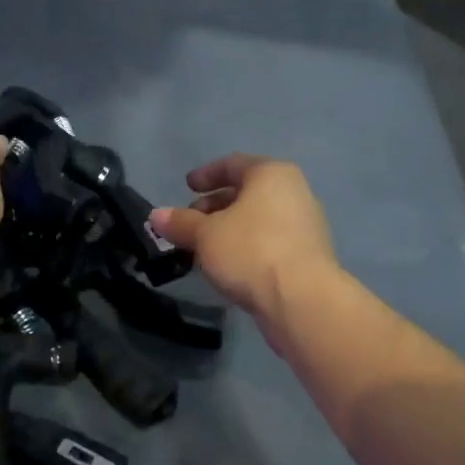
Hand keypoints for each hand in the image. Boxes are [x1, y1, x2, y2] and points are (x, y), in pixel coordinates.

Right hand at [150, 156, 337, 319]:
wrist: (301, 300)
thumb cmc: (251, 251)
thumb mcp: (205, 235)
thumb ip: (180, 223)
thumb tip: (156, 215)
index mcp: (272, 174)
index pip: (233, 164)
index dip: (206, 174)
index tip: (187, 187)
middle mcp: (294, 192)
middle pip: (247, 192)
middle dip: (215, 206)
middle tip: (190, 224)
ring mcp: (305, 225)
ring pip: (258, 220)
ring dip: (229, 230)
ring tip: (203, 249)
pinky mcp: (308, 257)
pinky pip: (270, 242)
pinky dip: (247, 247)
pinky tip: (229, 267)